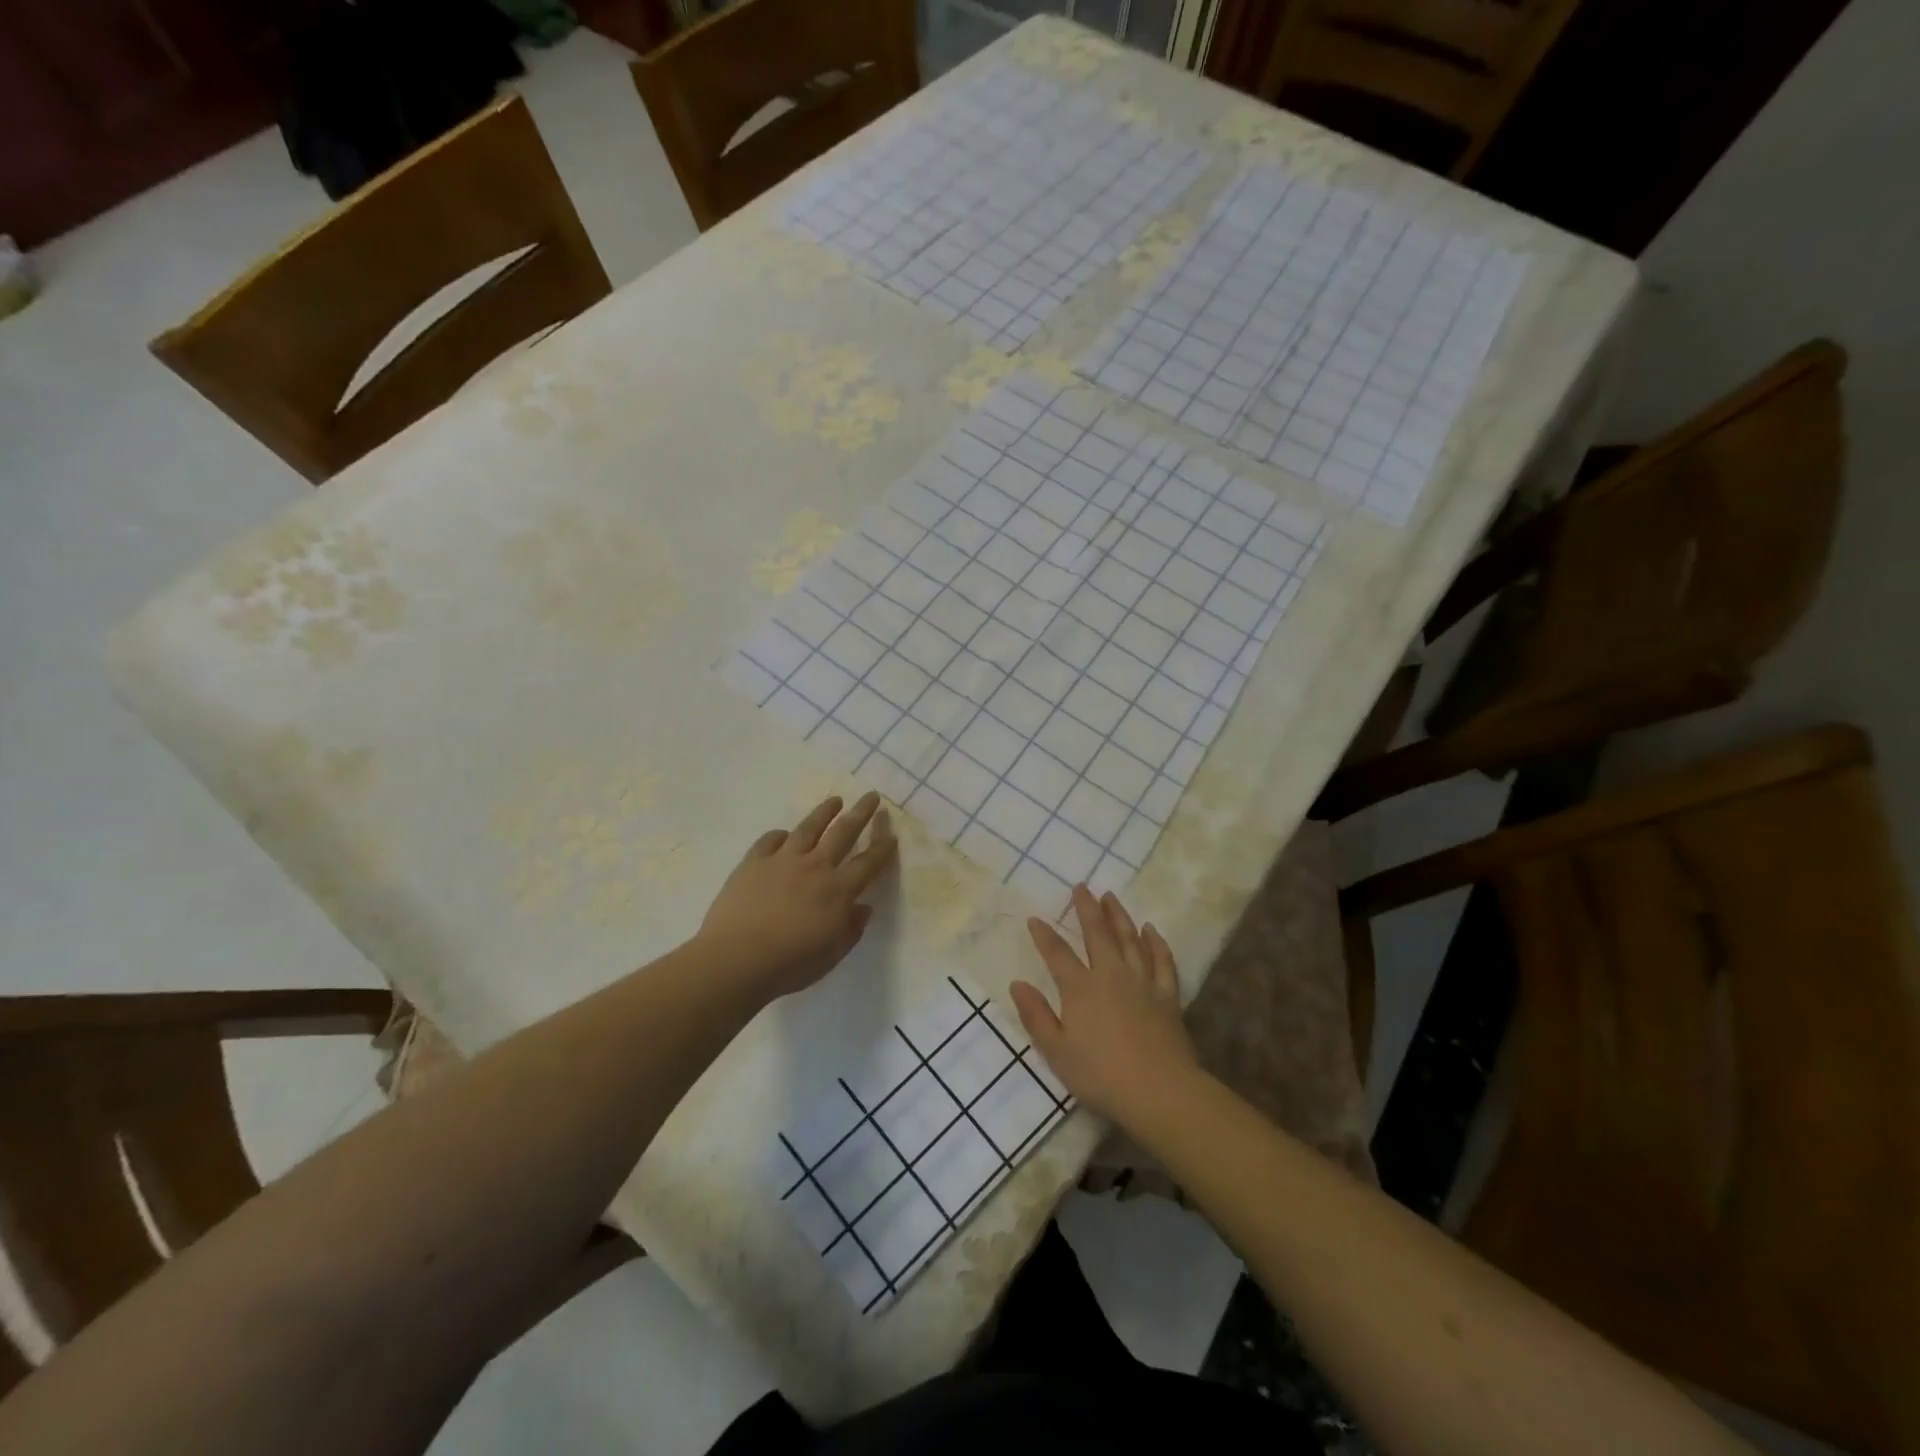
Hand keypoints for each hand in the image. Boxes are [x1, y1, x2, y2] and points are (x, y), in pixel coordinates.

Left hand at [698, 792, 896, 999]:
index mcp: (838, 890)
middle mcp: (815, 867)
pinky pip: (770, 840)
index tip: (891, 835)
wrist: (736, 960)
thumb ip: (852, 929)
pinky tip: (783, 835)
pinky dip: (780, 835)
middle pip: (843, 832)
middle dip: (861, 813)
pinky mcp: (753, 862)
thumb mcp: (832, 954)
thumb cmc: (790, 964)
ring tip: (834, 800)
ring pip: (809, 827)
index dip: (883, 848)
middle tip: (871, 796)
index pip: (868, 863)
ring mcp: (782, 860)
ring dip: (824, 812)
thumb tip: (863, 907)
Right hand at [1012, 885, 1198, 1126]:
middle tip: (1082, 887)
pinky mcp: (1167, 995)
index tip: (1035, 919)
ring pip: (1130, 939)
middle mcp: (1111, 975)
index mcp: (1080, 988)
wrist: (1159, 1091)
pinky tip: (1151, 930)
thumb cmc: (1100, 1075)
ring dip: (1119, 916)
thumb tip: (1017, 984)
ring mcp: (1142, 982)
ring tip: (1111, 897)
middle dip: (1087, 909)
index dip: (1044, 935)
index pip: (1057, 954)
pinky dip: (1156, 943)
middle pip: (1097, 934)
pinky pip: (1162, 960)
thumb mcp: (1056, 1051)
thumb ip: (1036, 1016)